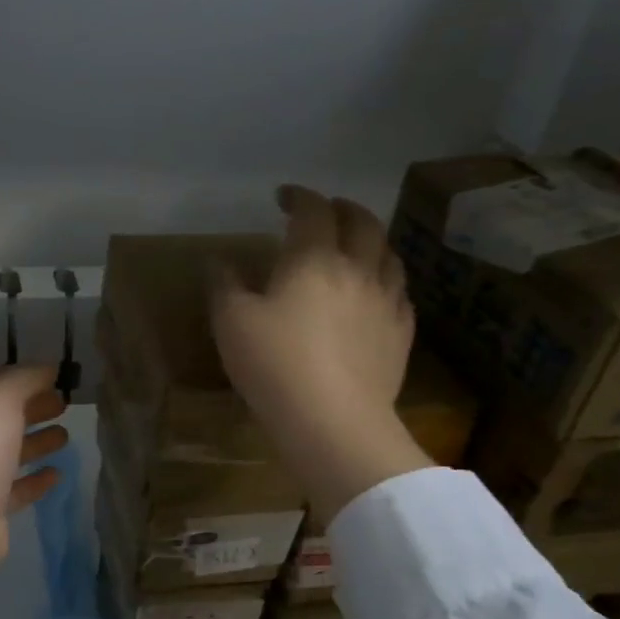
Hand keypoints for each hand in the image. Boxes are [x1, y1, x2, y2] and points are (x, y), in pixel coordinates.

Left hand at [0, 366, 69, 618]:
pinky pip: (16, 486)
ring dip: (37, 441)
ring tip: (66, 436)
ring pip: (11, 449)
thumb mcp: (1, 398)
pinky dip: (36, 479)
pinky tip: (57, 475)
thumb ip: (25, 377)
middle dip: (33, 406)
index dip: (24, 375)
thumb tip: (47, 367)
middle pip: (4, 415)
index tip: (55, 375)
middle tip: (65, 403)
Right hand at [211, 185, 432, 522]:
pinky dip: (385, 280)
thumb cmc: (275, 365)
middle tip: (327, 211)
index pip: (313, 211)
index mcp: (314, 259)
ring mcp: (386, 302)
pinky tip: (376, 293)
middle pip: (362, 223)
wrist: (333, 421)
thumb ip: (224, 285)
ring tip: (356, 246)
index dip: (299, 196)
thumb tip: (219, 260)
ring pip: (388, 255)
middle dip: (343, 209)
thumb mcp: (231, 322)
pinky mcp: (401, 335)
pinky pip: (399, 294)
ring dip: (371, 240)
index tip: (283, 197)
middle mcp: (357, 270)